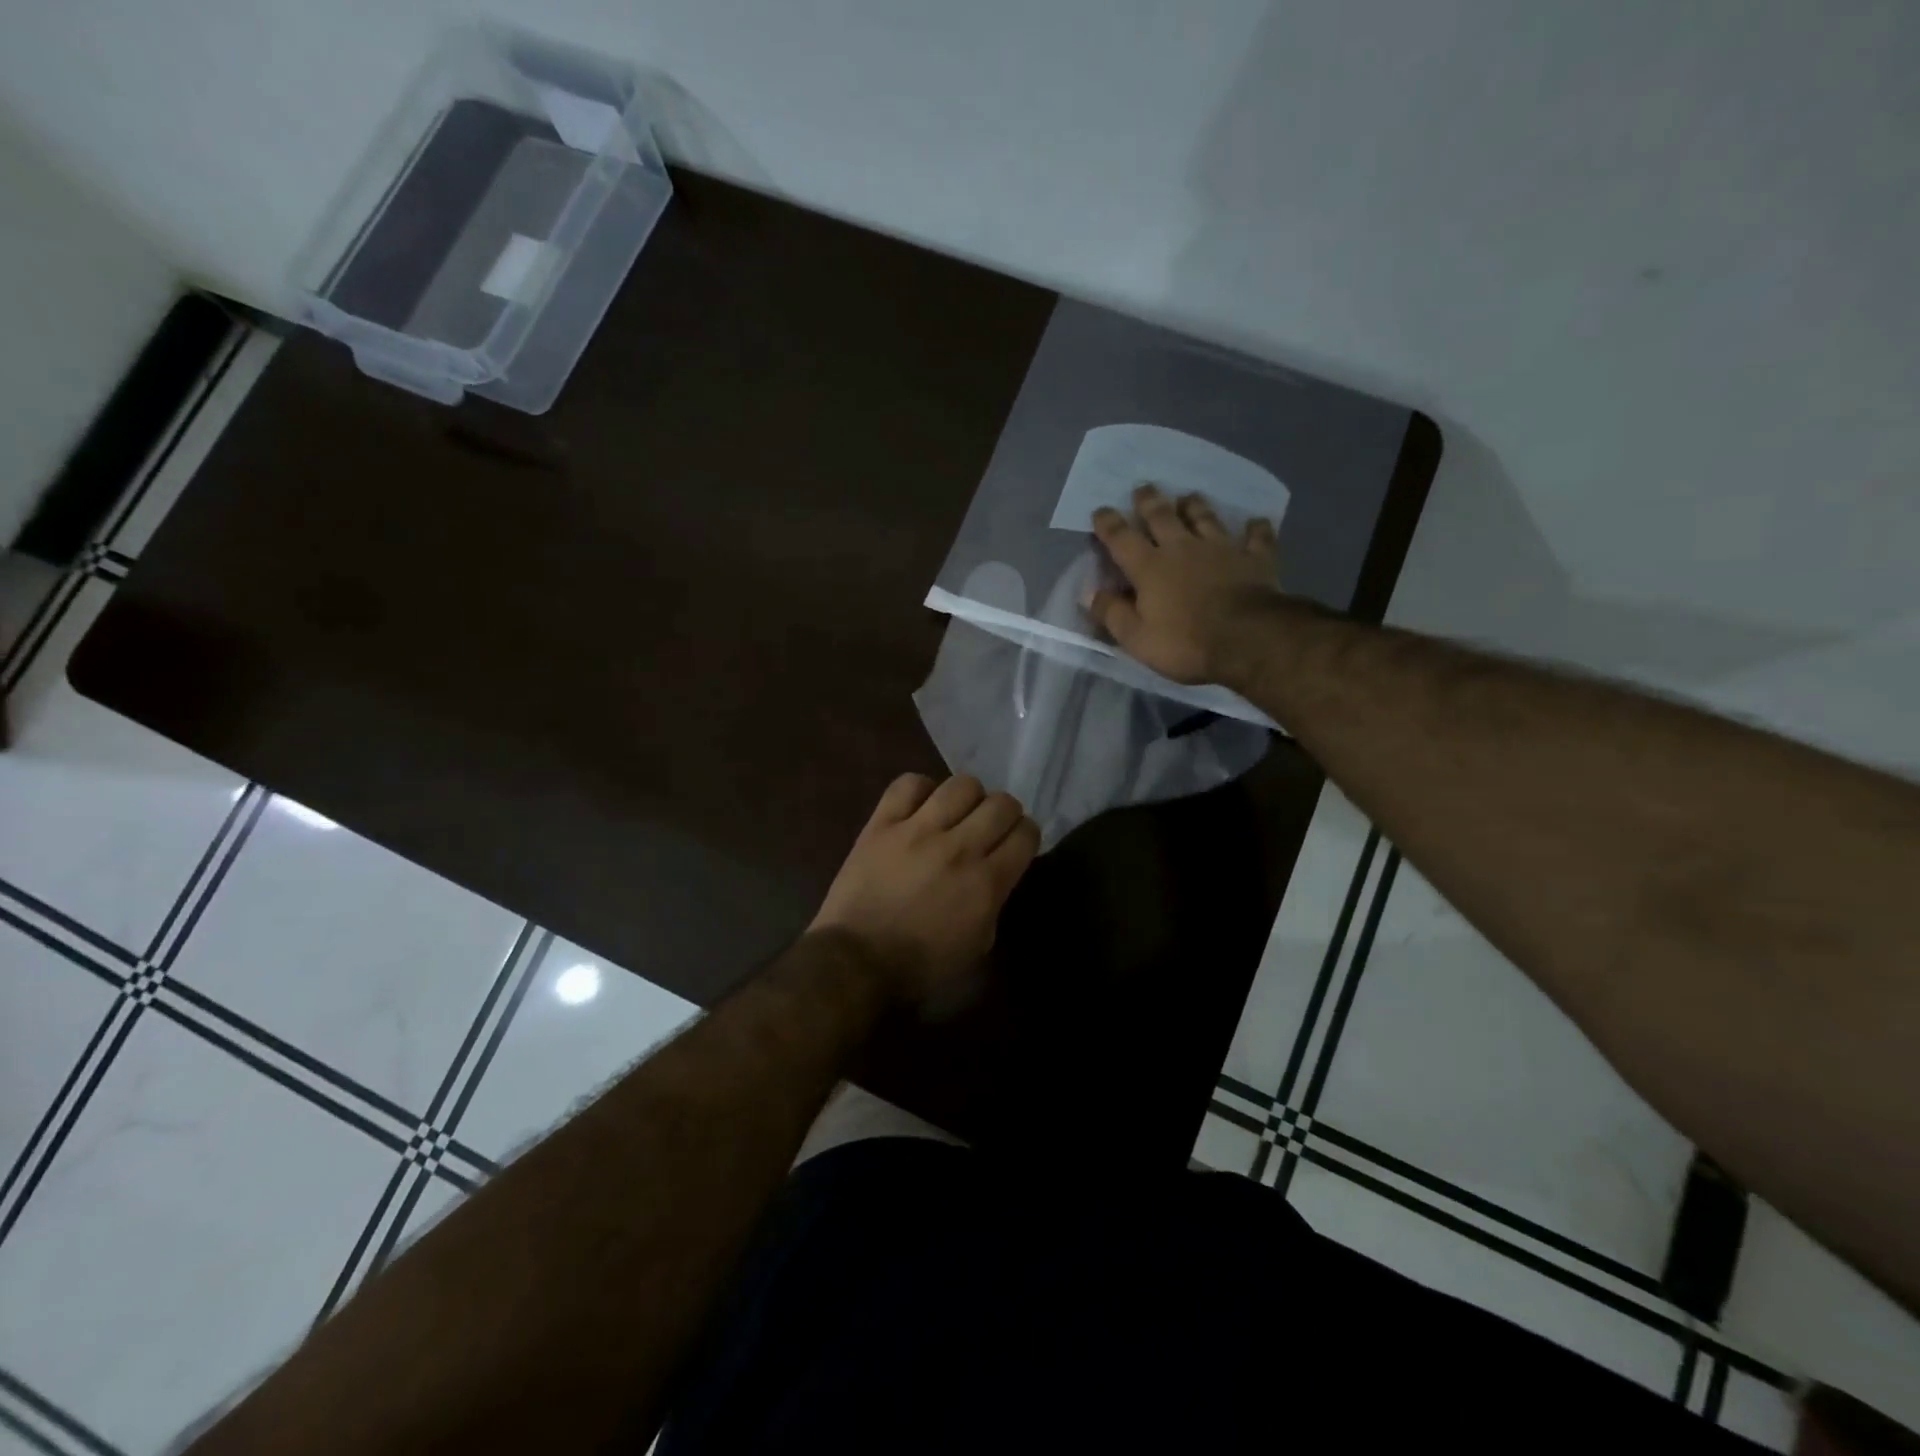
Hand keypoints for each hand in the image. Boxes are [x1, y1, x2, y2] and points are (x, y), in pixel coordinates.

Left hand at [810, 774, 1039, 1006]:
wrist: (858, 961)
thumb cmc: (921, 963)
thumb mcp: (978, 942)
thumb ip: (994, 900)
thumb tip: (995, 872)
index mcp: (987, 882)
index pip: (1026, 834)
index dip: (1025, 834)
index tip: (1015, 842)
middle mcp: (959, 848)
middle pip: (1001, 803)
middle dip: (1004, 812)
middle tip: (989, 826)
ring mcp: (918, 830)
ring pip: (961, 785)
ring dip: (967, 797)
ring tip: (956, 812)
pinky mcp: (882, 823)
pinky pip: (909, 784)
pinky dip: (920, 789)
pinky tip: (920, 806)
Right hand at [1086, 484, 1280, 685]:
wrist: (1247, 638)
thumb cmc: (1185, 643)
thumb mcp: (1136, 638)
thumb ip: (1112, 613)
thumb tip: (1089, 593)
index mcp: (1149, 567)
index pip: (1121, 538)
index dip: (1108, 523)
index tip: (1100, 511)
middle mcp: (1182, 548)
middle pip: (1162, 516)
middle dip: (1149, 501)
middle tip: (1143, 488)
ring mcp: (1222, 549)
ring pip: (1206, 518)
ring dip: (1195, 506)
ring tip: (1189, 496)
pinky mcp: (1255, 558)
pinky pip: (1257, 537)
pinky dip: (1256, 528)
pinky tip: (1256, 522)